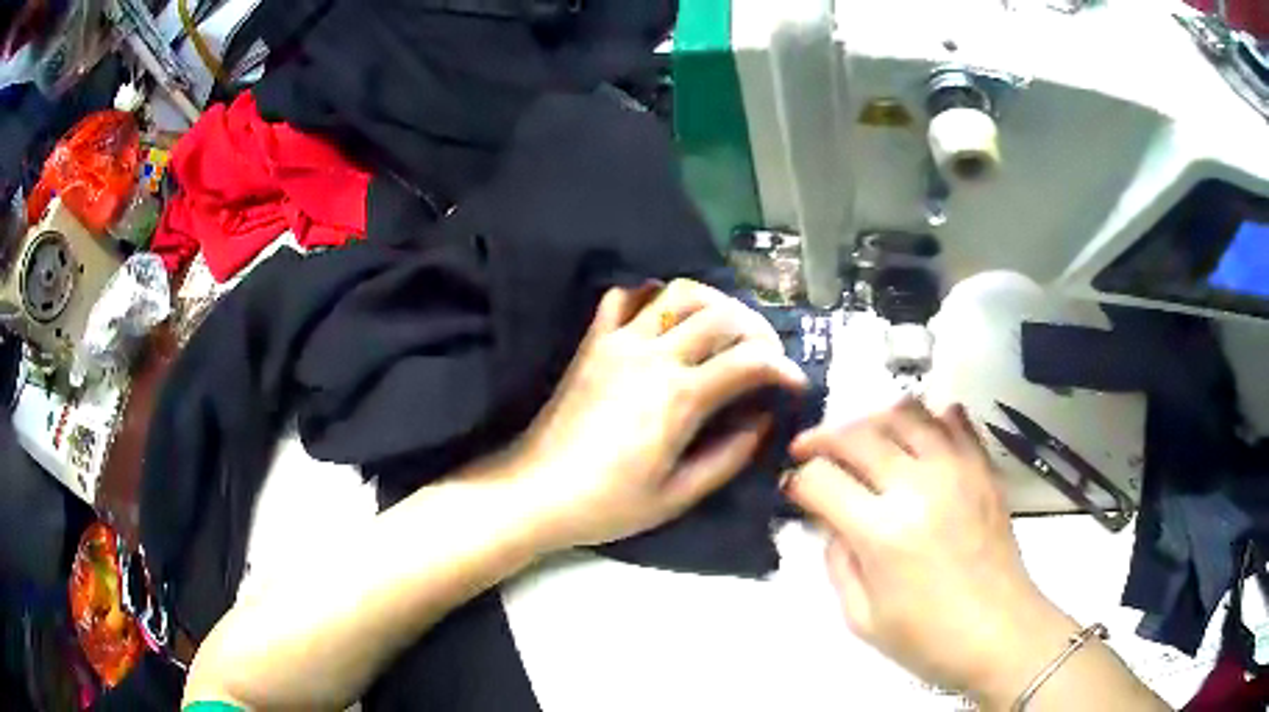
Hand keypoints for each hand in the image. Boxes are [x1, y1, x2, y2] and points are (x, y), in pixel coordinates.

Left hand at [509, 280, 808, 549]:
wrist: (534, 491)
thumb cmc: (607, 504)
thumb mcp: (678, 496)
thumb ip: (729, 456)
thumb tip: (763, 420)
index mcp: (678, 398)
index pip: (748, 361)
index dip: (783, 368)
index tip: (795, 383)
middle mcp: (652, 356)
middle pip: (720, 315)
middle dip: (757, 330)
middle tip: (766, 356)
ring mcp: (618, 341)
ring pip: (676, 293)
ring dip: (712, 302)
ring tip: (725, 328)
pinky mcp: (593, 342)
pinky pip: (625, 297)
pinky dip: (654, 296)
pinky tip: (666, 319)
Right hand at [784, 400, 1077, 701]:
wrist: (1001, 634)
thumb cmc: (928, 639)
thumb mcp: (862, 618)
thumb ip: (838, 563)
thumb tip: (831, 521)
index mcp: (882, 533)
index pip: (821, 479)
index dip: (798, 480)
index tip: (794, 489)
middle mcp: (918, 487)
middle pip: (857, 433)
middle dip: (822, 437)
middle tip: (812, 451)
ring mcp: (956, 470)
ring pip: (905, 411)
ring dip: (873, 419)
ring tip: (864, 441)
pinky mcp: (983, 468)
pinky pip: (954, 419)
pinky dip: (929, 417)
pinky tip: (918, 440)